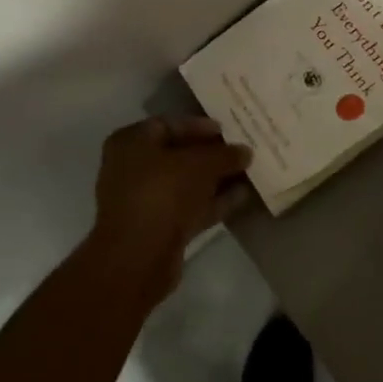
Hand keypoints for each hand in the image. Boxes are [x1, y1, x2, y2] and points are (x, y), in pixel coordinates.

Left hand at [87, 116, 253, 299]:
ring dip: (216, 179)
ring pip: (186, 183)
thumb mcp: (200, 164)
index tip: (228, 130)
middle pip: (178, 155)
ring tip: (250, 172)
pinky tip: (242, 197)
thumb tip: (245, 151)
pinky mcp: (159, 228)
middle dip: (211, 154)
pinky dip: (213, 202)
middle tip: (242, 151)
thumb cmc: (162, 192)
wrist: (138, 257)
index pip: (169, 124)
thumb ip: (224, 155)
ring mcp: (145, 200)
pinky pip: (190, 207)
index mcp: (132, 142)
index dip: (200, 126)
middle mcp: (133, 168)